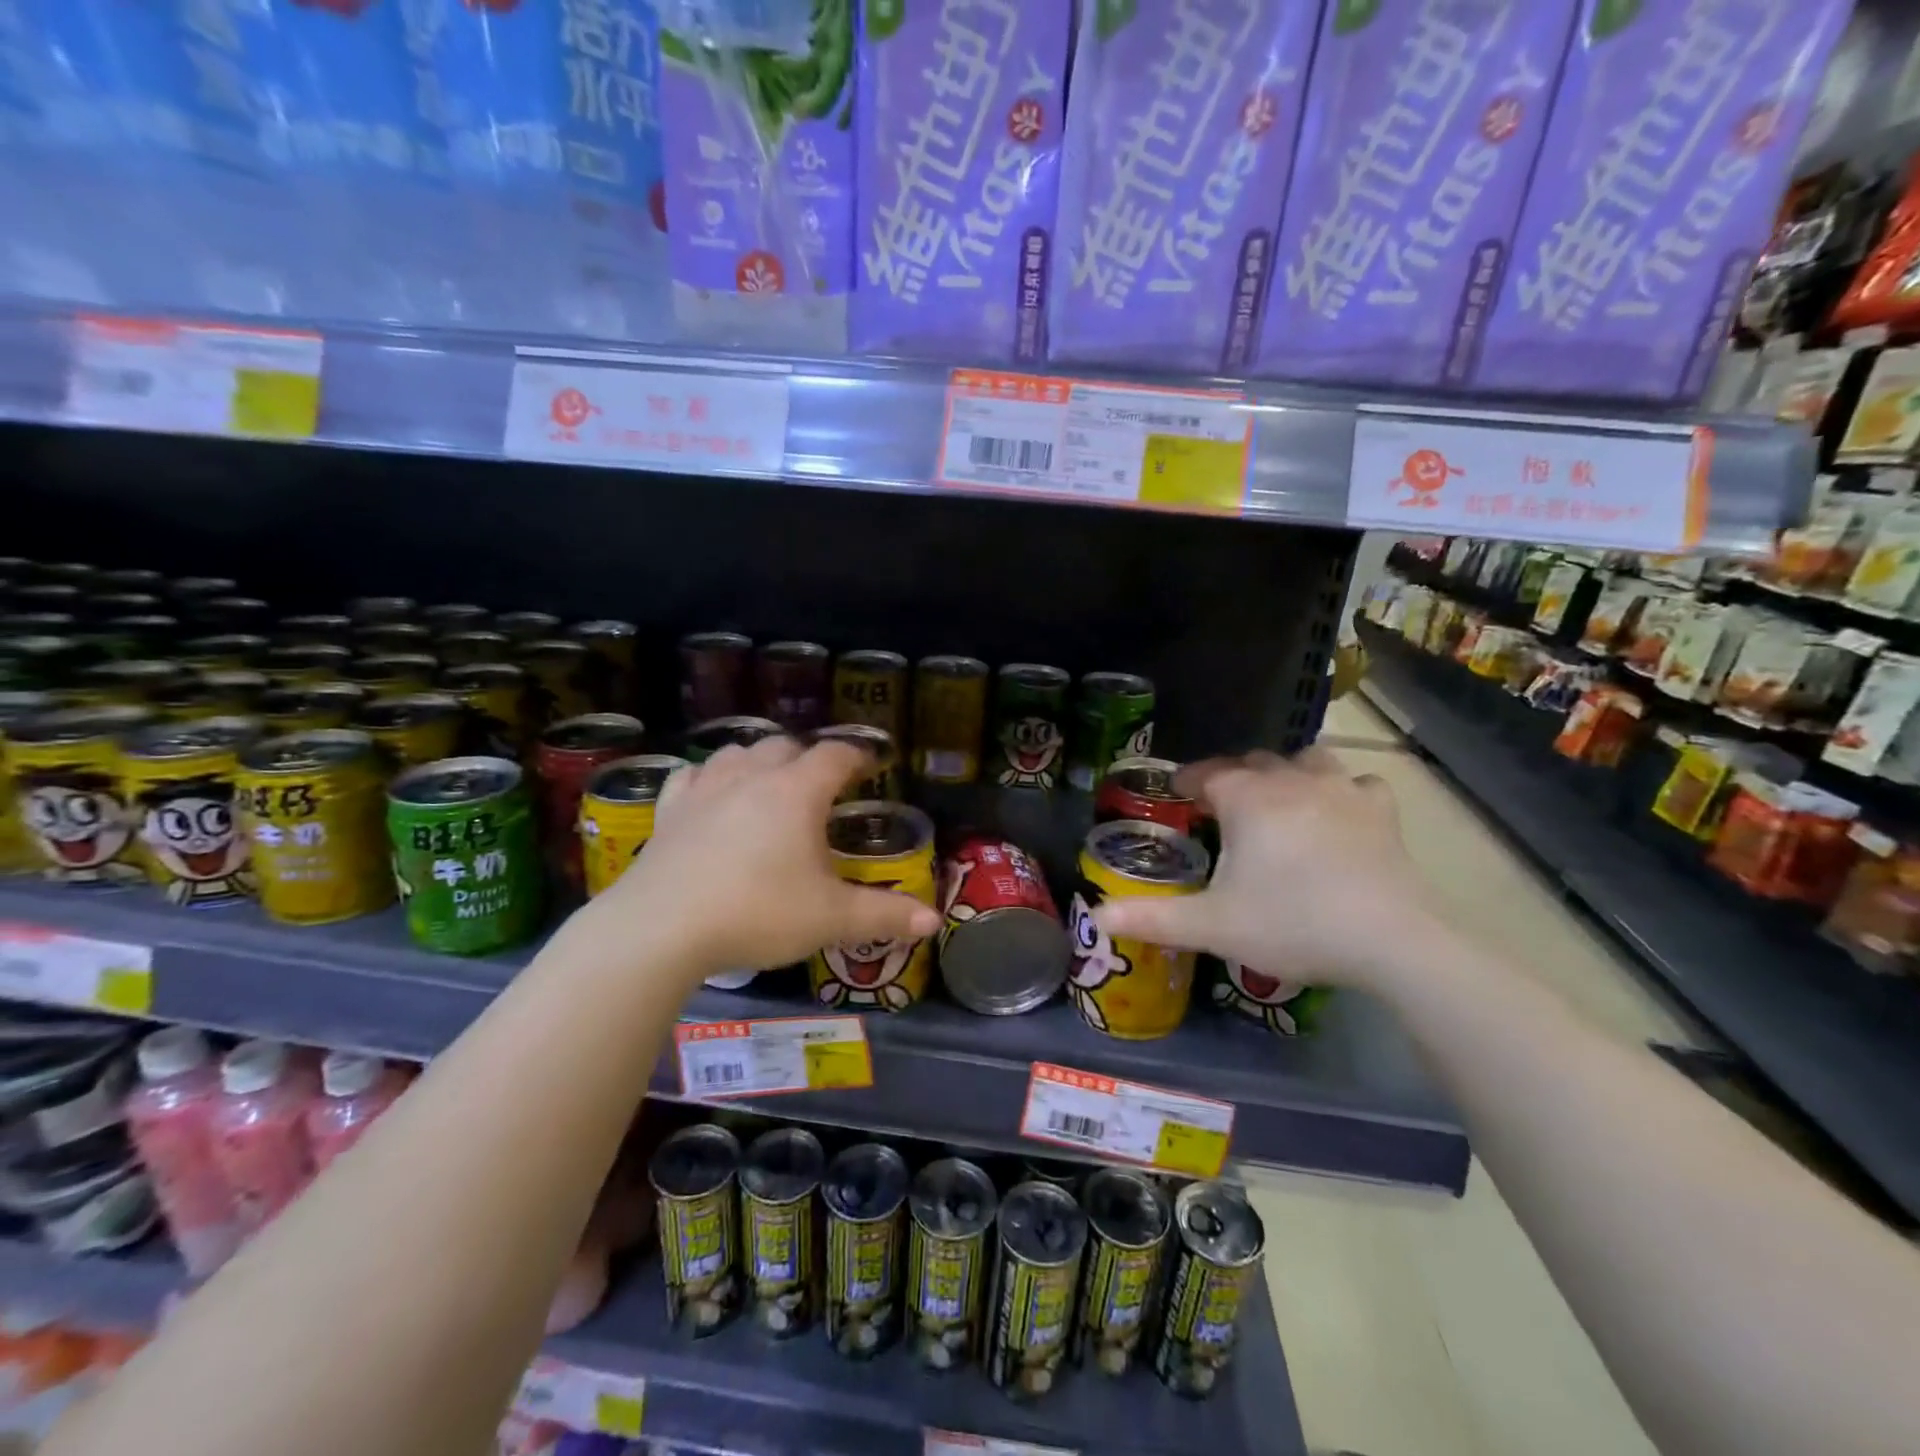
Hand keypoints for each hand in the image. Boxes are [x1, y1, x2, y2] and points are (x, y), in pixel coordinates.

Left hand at [594, 736, 940, 981]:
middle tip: (822, 785)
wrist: (661, 928)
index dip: (857, 756)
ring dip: (759, 760)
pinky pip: (692, 776)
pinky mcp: (669, 810)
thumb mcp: (830, 918)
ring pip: (738, 752)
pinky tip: (710, 793)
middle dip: (808, 758)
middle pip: (785, 746)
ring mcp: (705, 789)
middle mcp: (752, 777)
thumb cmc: (757, 913)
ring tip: (770, 782)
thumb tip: (933, 920)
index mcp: (797, 792)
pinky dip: (709, 777)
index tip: (870, 765)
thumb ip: (885, 914)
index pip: (835, 755)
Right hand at [1090, 748, 1440, 989]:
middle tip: (1221, 803)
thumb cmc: (1292, 923)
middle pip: (1255, 762)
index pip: (1209, 773)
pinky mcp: (1382, 811)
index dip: (1189, 779)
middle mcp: (1291, 781)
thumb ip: (1151, 918)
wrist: (1391, 940)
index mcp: (1247, 799)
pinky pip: (1357, 783)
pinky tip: (1340, 811)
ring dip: (1287, 772)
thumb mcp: (1212, 926)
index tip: (1177, 789)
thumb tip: (1097, 916)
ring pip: (1307, 760)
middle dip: (1233, 775)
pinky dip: (1342, 791)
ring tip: (1279, 797)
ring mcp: (1341, 791)